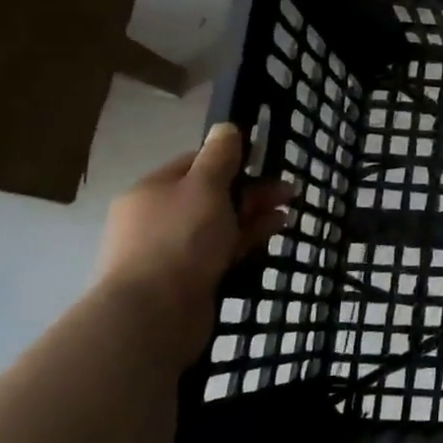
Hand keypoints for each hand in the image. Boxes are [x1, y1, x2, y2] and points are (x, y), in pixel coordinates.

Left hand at [95, 124, 297, 366]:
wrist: (153, 315)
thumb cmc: (180, 240)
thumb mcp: (204, 187)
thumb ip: (219, 156)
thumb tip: (226, 127)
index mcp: (152, 191)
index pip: (195, 163)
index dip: (231, 158)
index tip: (265, 160)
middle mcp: (158, 218)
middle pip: (211, 194)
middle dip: (251, 189)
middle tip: (289, 190)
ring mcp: (172, 250)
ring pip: (220, 223)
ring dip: (255, 214)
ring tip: (290, 210)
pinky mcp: (188, 278)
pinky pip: (223, 249)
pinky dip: (247, 237)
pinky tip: (275, 231)